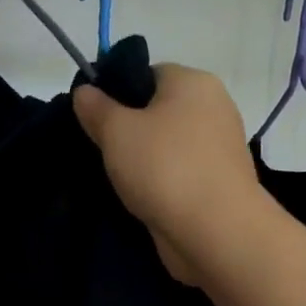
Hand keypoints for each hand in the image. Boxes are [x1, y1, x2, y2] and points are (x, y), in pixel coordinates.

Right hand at [74, 64, 263, 283]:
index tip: (95, 119)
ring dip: (143, 161)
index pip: (148, 74)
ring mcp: (220, 148)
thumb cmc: (164, 168)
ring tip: (117, 180)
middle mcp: (214, 107)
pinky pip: (180, 173)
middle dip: (129, 130)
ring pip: (168, 146)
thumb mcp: (116, 132)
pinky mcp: (219, 183)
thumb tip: (85, 90)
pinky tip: (141, 199)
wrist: (215, 231)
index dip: (117, 93)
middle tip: (100, 151)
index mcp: (193, 82)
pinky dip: (161, 183)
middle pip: (159, 110)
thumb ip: (96, 108)